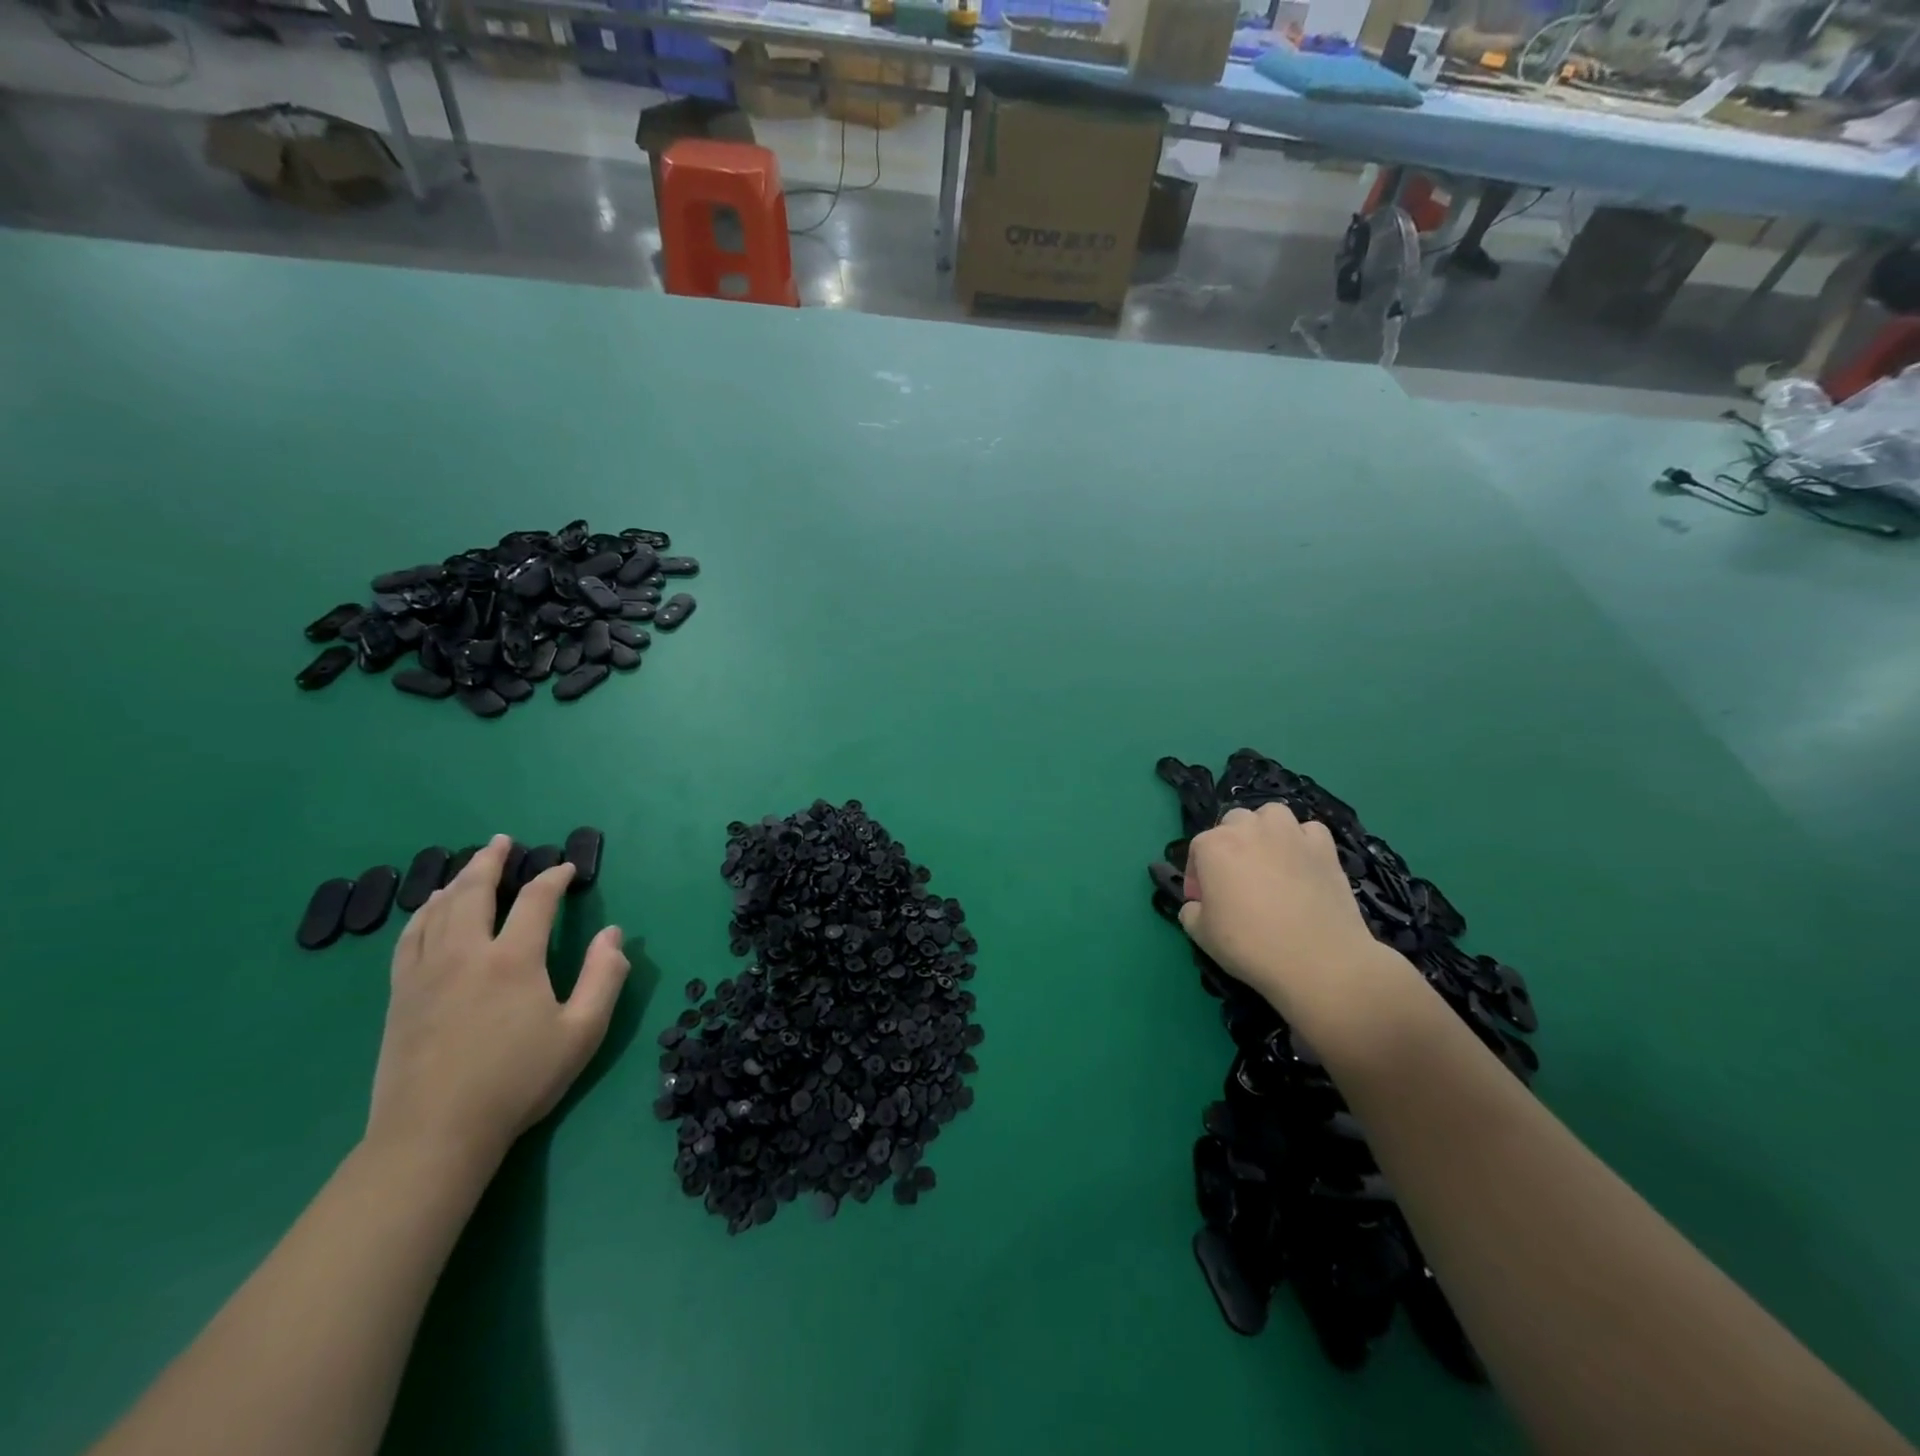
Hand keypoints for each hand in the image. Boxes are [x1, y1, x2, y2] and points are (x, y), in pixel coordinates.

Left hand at [366, 835, 629, 1169]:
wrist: (435, 1134)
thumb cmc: (518, 1081)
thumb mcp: (582, 1032)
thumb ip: (604, 976)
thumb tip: (613, 933)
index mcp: (513, 959)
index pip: (535, 901)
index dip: (553, 879)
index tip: (566, 870)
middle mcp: (465, 954)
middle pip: (473, 891)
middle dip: (490, 861)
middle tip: (502, 841)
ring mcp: (425, 973)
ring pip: (436, 911)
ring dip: (456, 882)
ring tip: (467, 869)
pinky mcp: (400, 996)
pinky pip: (408, 939)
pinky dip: (422, 915)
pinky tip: (428, 913)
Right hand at [1180, 803, 1409, 1024]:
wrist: (1319, 961)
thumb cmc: (1251, 946)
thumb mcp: (1201, 935)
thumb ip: (1191, 912)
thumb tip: (1197, 905)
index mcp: (1213, 846)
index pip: (1196, 849)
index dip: (1197, 876)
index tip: (1203, 901)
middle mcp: (1249, 829)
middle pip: (1232, 823)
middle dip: (1229, 845)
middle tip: (1235, 879)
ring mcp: (1289, 833)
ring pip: (1271, 815)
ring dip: (1265, 831)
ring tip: (1268, 859)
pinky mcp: (1324, 846)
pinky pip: (1308, 831)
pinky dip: (1302, 841)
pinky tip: (1302, 863)